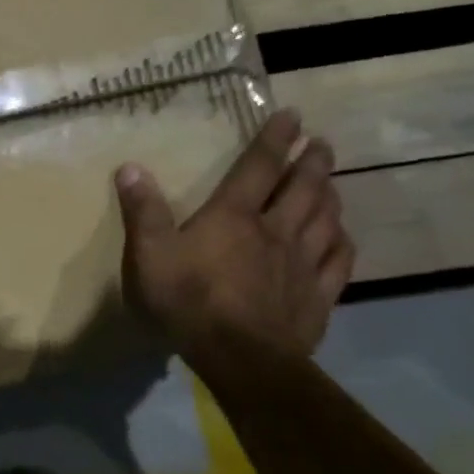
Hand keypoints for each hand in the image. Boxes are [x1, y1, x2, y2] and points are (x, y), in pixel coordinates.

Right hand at [115, 110, 355, 360]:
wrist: (239, 358)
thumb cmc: (188, 301)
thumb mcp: (149, 254)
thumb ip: (142, 211)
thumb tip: (130, 167)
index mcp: (234, 216)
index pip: (258, 167)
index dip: (274, 139)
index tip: (292, 115)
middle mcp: (275, 231)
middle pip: (302, 188)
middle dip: (312, 162)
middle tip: (322, 144)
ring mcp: (301, 264)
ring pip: (325, 220)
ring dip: (330, 196)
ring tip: (331, 183)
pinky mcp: (317, 297)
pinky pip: (338, 261)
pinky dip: (342, 242)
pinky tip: (342, 237)